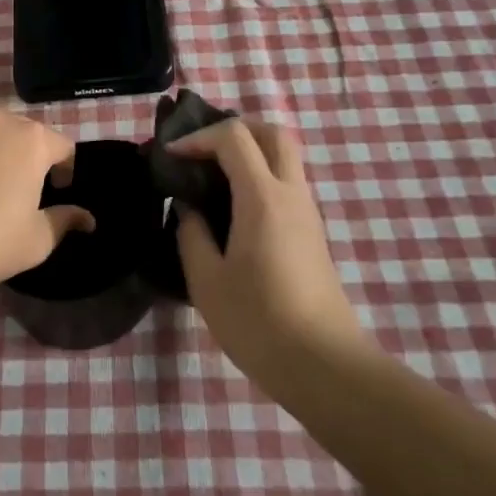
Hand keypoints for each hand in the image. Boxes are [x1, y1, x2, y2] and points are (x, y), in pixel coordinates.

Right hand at [172, 118, 367, 380]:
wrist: (325, 366)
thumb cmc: (259, 322)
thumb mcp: (207, 280)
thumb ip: (192, 234)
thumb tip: (189, 208)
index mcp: (262, 197)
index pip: (233, 137)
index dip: (197, 137)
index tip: (171, 157)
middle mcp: (291, 194)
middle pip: (272, 133)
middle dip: (235, 129)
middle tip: (202, 150)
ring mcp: (307, 213)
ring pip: (284, 157)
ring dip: (249, 152)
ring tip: (212, 177)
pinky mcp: (313, 234)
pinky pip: (287, 183)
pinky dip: (260, 176)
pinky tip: (234, 207)